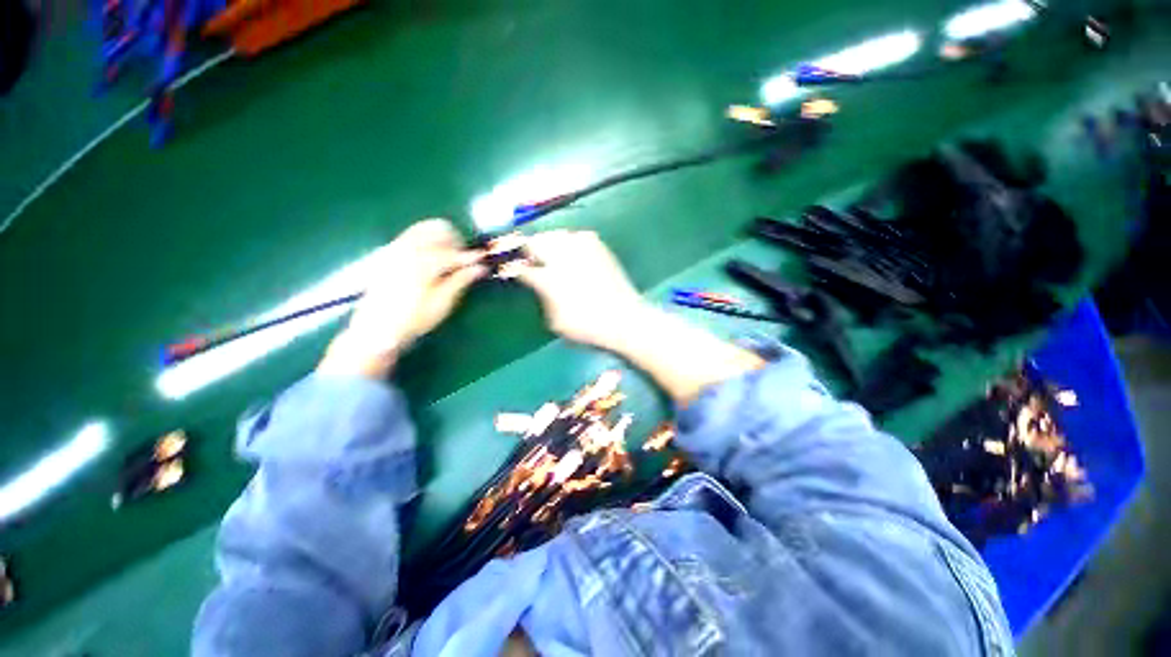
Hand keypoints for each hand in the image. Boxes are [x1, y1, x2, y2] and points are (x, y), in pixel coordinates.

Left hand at [318, 219, 485, 378]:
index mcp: (422, 263)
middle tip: (464, 259)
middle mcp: (406, 249)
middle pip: (437, 229)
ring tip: (449, 259)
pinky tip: (432, 259)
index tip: (483, 260)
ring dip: (441, 239)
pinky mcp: (388, 253)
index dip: (471, 257)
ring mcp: (394, 249)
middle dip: (455, 241)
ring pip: (423, 229)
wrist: (377, 329)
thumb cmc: (414, 319)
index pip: (453, 253)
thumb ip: (461, 281)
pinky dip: (426, 241)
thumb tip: (480, 268)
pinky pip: (411, 235)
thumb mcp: (442, 303)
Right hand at [515, 230, 649, 350]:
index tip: (509, 269)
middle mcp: (564, 256)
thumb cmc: (588, 325)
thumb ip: (541, 297)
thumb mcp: (556, 320)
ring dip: (547, 243)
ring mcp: (583, 247)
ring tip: (549, 257)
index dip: (511, 267)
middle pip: (535, 241)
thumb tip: (535, 281)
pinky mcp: (598, 245)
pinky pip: (575, 236)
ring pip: (555, 235)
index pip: (521, 267)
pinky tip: (571, 255)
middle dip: (528, 250)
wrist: (625, 318)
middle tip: (529, 260)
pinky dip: (568, 242)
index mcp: (550, 278)